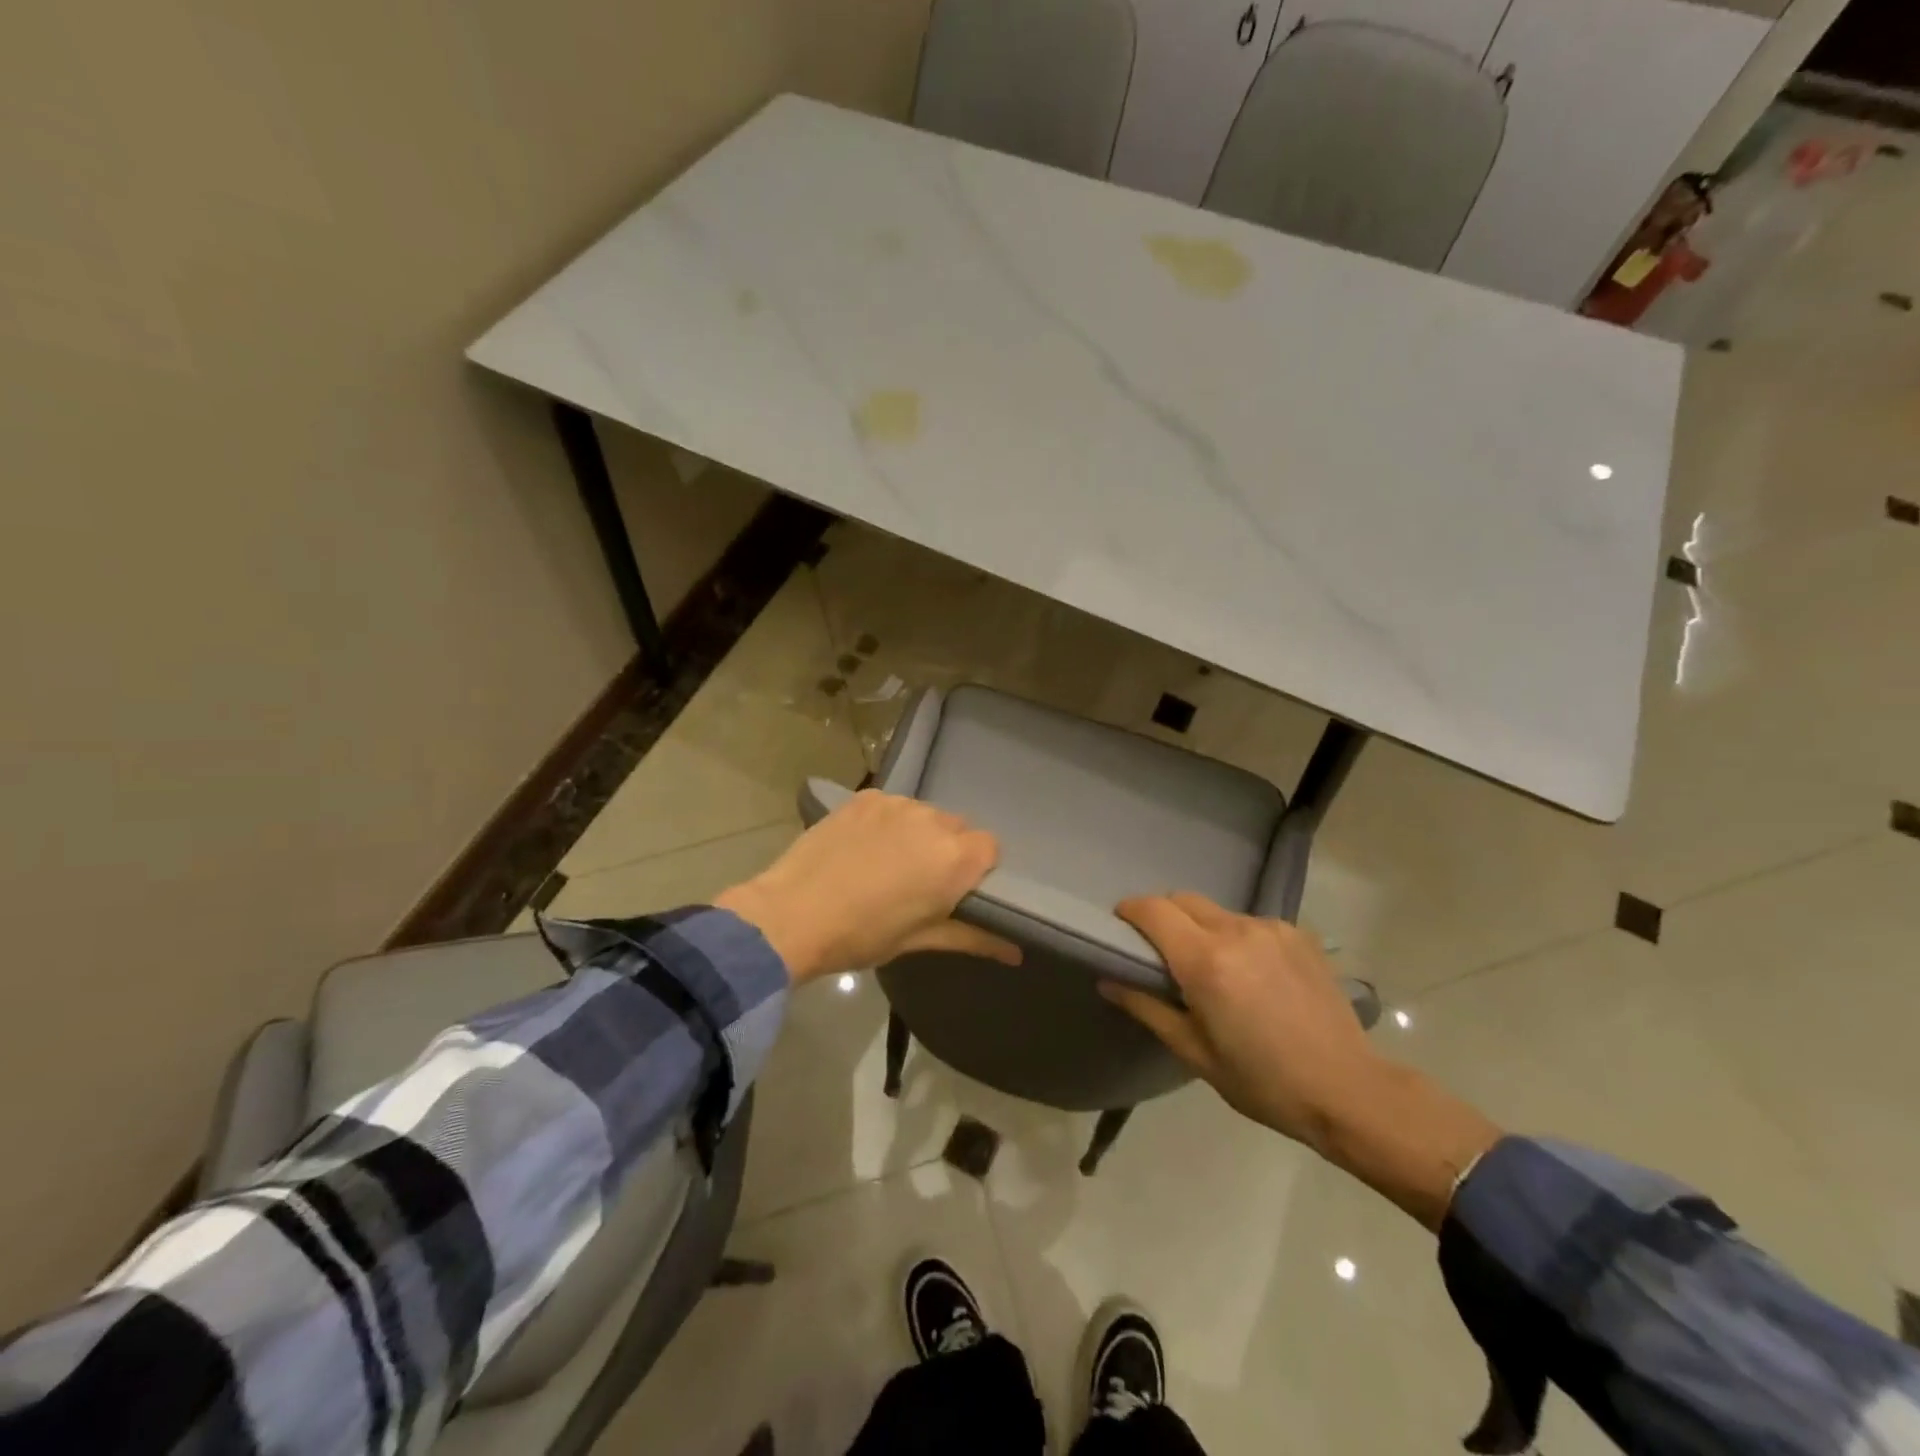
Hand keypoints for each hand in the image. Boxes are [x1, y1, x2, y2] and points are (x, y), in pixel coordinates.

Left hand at [714, 790, 1020, 984]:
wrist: (791, 915)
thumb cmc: (862, 935)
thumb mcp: (919, 940)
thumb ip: (973, 937)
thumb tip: (1016, 953)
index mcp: (954, 859)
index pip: (990, 847)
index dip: (976, 869)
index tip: (954, 890)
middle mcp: (932, 821)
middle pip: (957, 828)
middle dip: (946, 850)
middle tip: (917, 881)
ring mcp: (896, 804)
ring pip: (923, 815)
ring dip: (916, 834)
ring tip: (884, 863)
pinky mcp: (865, 797)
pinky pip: (892, 806)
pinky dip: (887, 823)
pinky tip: (862, 847)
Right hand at [1100, 893, 1381, 1150]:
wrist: (1349, 1090)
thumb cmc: (1263, 1081)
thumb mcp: (1195, 1053)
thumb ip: (1147, 1007)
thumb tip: (1109, 980)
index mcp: (1206, 961)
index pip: (1153, 910)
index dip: (1129, 911)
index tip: (1120, 926)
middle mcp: (1236, 931)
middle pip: (1183, 900)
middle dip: (1163, 916)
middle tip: (1160, 953)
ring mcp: (1271, 928)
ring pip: (1217, 912)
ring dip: (1201, 929)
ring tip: (1213, 970)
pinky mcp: (1298, 934)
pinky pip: (1250, 923)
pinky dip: (1236, 938)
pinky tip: (1252, 975)